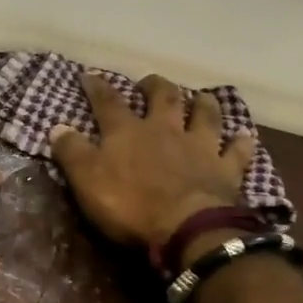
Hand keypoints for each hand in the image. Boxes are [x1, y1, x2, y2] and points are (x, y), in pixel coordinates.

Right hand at [49, 73, 256, 250]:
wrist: (186, 228)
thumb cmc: (130, 204)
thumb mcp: (87, 180)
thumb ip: (72, 152)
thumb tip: (57, 127)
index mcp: (128, 132)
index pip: (108, 102)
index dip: (98, 87)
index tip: (90, 74)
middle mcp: (166, 130)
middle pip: (164, 97)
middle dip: (155, 86)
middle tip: (150, 82)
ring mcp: (199, 147)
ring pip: (205, 115)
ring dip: (203, 103)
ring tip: (201, 96)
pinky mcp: (226, 170)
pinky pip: (237, 151)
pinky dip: (241, 143)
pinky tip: (245, 136)